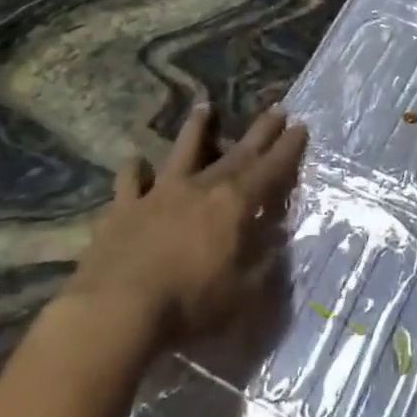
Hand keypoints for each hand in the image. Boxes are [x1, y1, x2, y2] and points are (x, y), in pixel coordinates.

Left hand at [61, 104, 305, 341]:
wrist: (116, 309)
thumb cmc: (188, 305)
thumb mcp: (241, 296)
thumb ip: (263, 265)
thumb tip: (278, 240)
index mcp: (233, 206)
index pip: (269, 171)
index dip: (287, 149)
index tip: (301, 126)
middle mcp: (200, 188)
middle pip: (236, 154)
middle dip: (260, 132)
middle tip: (276, 108)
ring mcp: (159, 193)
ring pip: (182, 151)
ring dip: (196, 128)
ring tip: (205, 106)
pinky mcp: (124, 208)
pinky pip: (130, 180)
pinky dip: (135, 169)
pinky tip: (136, 163)